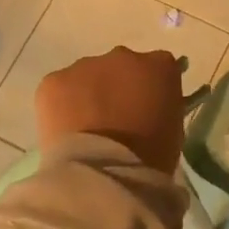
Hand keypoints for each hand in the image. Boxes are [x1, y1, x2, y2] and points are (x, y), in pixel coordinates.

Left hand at [35, 47, 185, 174]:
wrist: (105, 173)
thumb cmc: (150, 157)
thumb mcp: (174, 127)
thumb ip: (162, 104)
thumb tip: (149, 105)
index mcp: (160, 65)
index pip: (158, 66)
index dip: (149, 88)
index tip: (145, 109)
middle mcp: (124, 56)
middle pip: (121, 66)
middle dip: (117, 87)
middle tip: (114, 120)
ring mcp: (86, 65)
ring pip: (87, 76)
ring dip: (88, 95)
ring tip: (86, 130)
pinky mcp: (54, 80)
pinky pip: (59, 88)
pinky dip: (61, 106)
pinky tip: (65, 131)